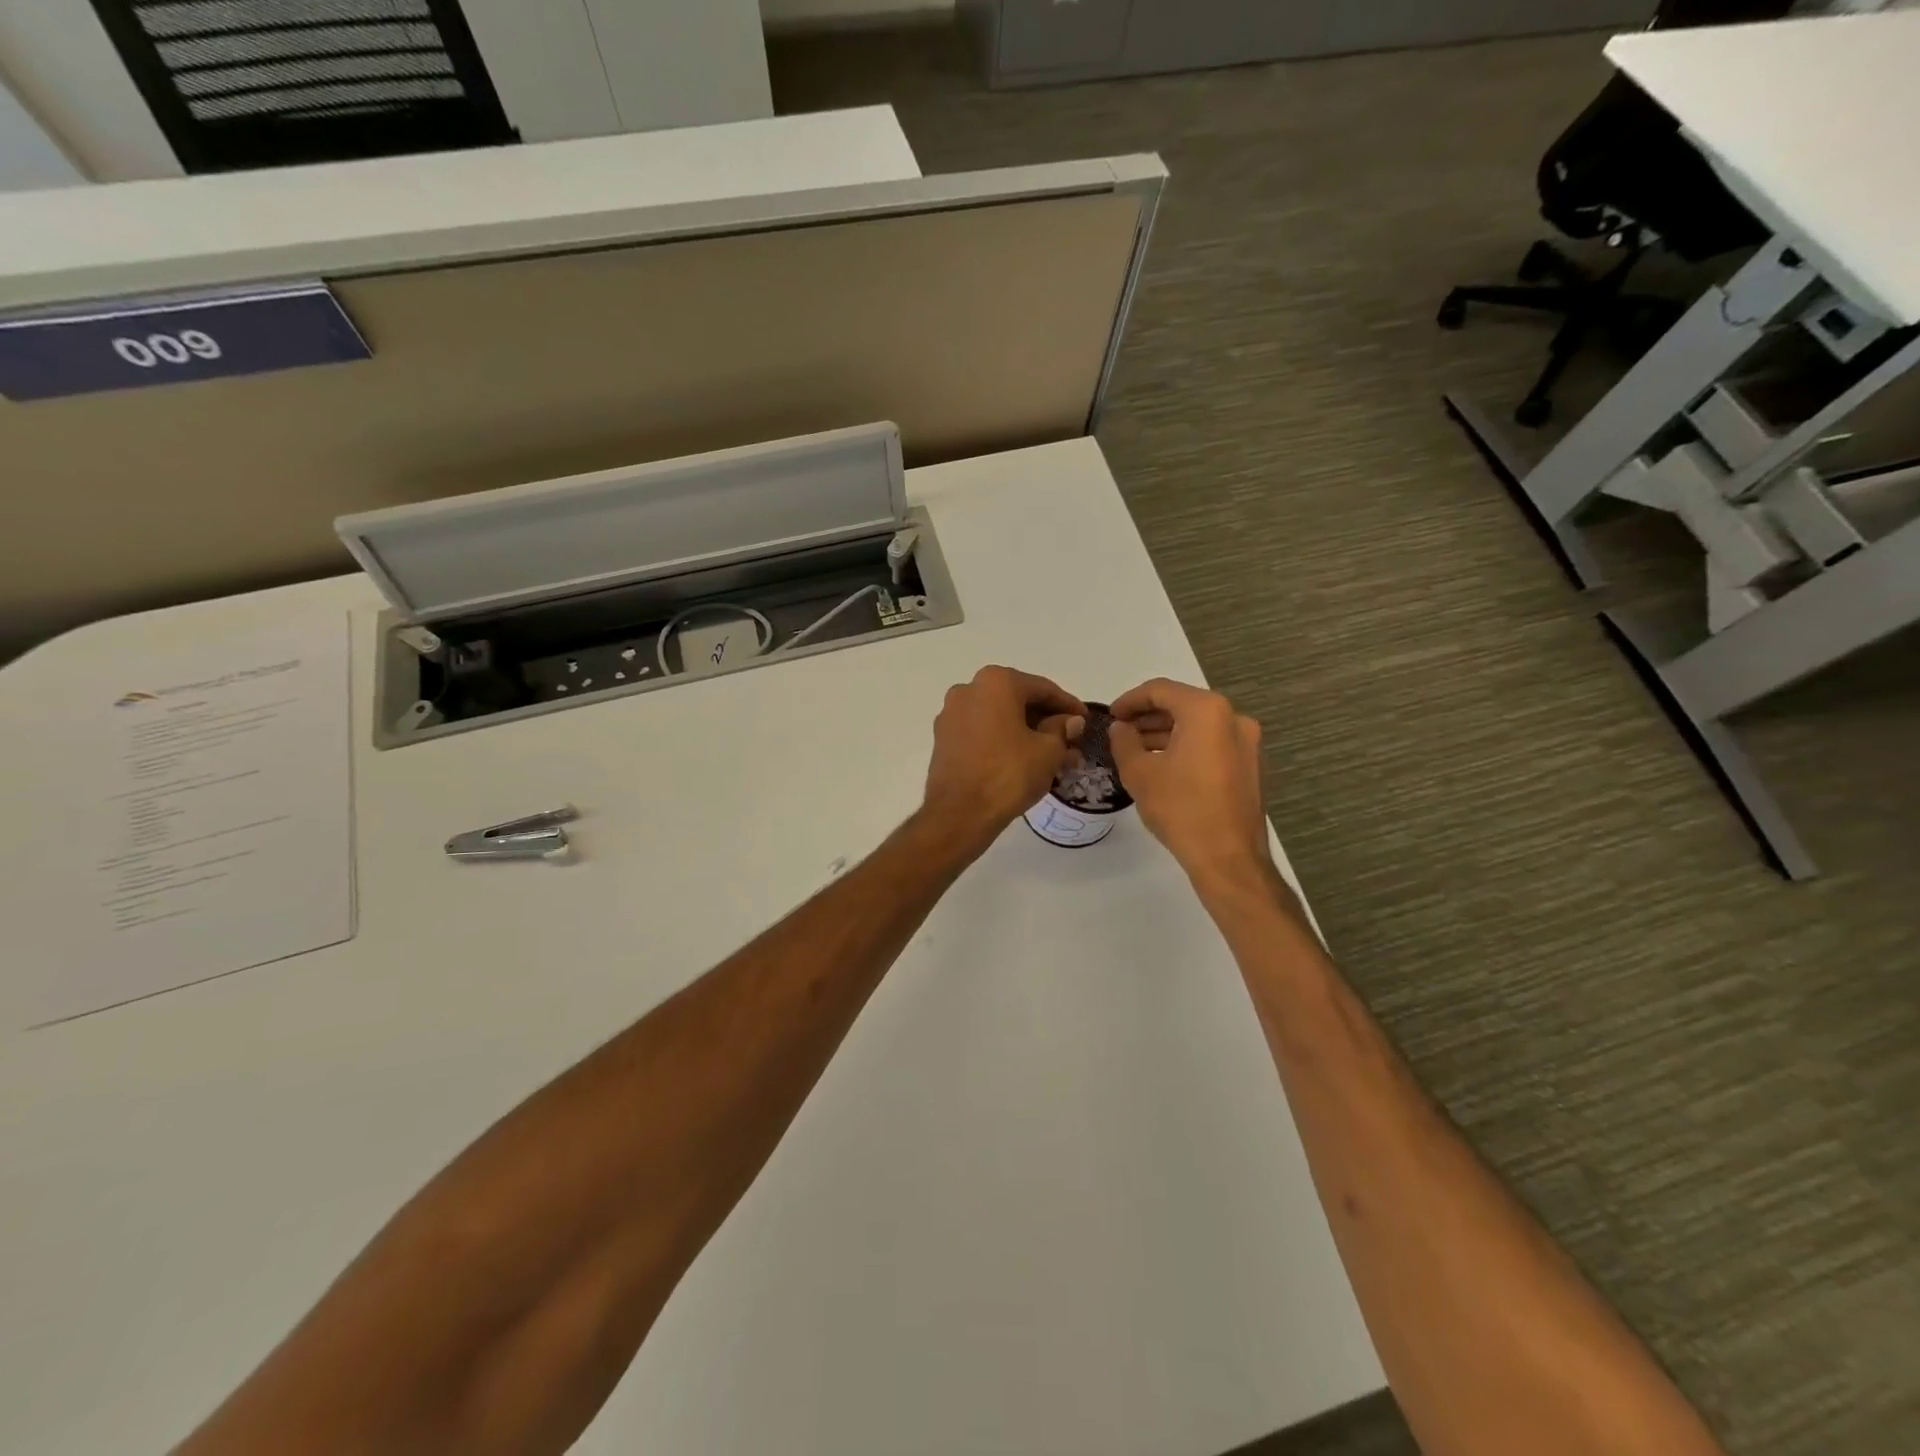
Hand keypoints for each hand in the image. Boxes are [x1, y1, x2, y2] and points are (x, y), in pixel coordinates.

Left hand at [922, 666, 1085, 856]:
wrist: (959, 814)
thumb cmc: (1009, 774)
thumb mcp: (1048, 751)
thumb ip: (1062, 729)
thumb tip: (1071, 721)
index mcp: (996, 682)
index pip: (1043, 688)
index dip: (1069, 705)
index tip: (1086, 719)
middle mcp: (969, 689)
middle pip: (1018, 701)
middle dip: (1047, 721)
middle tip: (1071, 741)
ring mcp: (951, 714)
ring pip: (1000, 718)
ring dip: (1027, 733)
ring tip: (1053, 756)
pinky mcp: (943, 738)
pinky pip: (982, 732)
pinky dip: (1004, 741)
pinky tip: (1024, 760)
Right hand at [1109, 679, 1274, 891]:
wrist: (1228, 858)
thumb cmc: (1181, 808)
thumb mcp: (1139, 773)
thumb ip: (1124, 742)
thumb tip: (1120, 728)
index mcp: (1207, 711)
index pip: (1160, 690)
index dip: (1130, 700)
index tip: (1110, 717)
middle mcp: (1233, 718)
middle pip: (1182, 705)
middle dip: (1148, 717)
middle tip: (1120, 732)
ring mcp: (1247, 742)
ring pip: (1198, 725)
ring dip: (1166, 732)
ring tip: (1136, 750)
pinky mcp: (1250, 765)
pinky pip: (1212, 743)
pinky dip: (1187, 746)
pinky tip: (1164, 765)